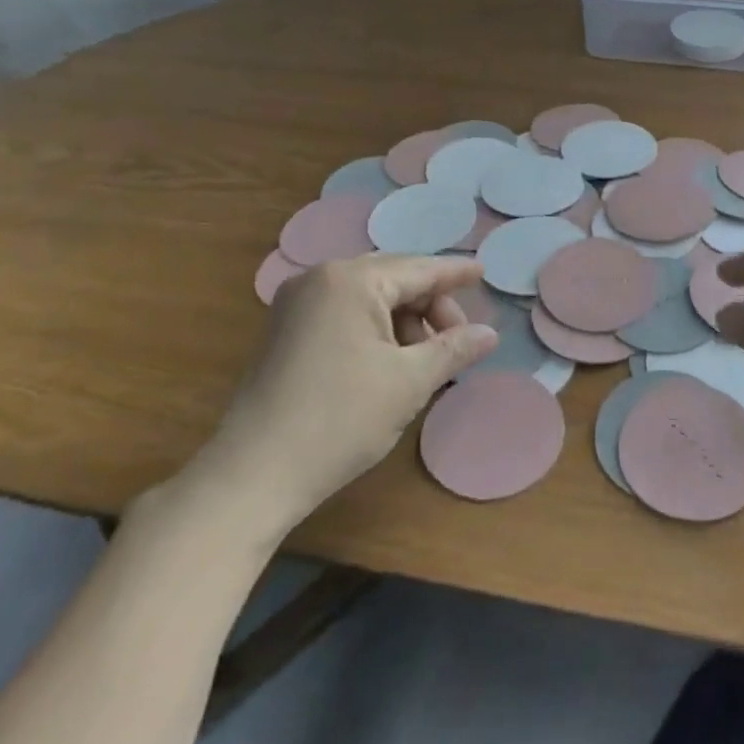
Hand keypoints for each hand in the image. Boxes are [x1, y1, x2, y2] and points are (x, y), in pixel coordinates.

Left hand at [172, 254, 497, 547]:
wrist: (253, 474)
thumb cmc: (340, 420)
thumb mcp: (409, 383)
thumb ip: (454, 349)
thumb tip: (490, 333)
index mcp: (351, 280)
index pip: (419, 269)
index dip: (456, 273)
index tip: (484, 273)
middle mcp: (320, 278)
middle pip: (394, 278)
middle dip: (430, 305)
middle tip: (457, 341)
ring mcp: (297, 303)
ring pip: (369, 296)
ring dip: (404, 320)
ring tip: (425, 359)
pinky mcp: (285, 329)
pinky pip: (345, 311)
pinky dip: (376, 328)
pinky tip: (390, 360)